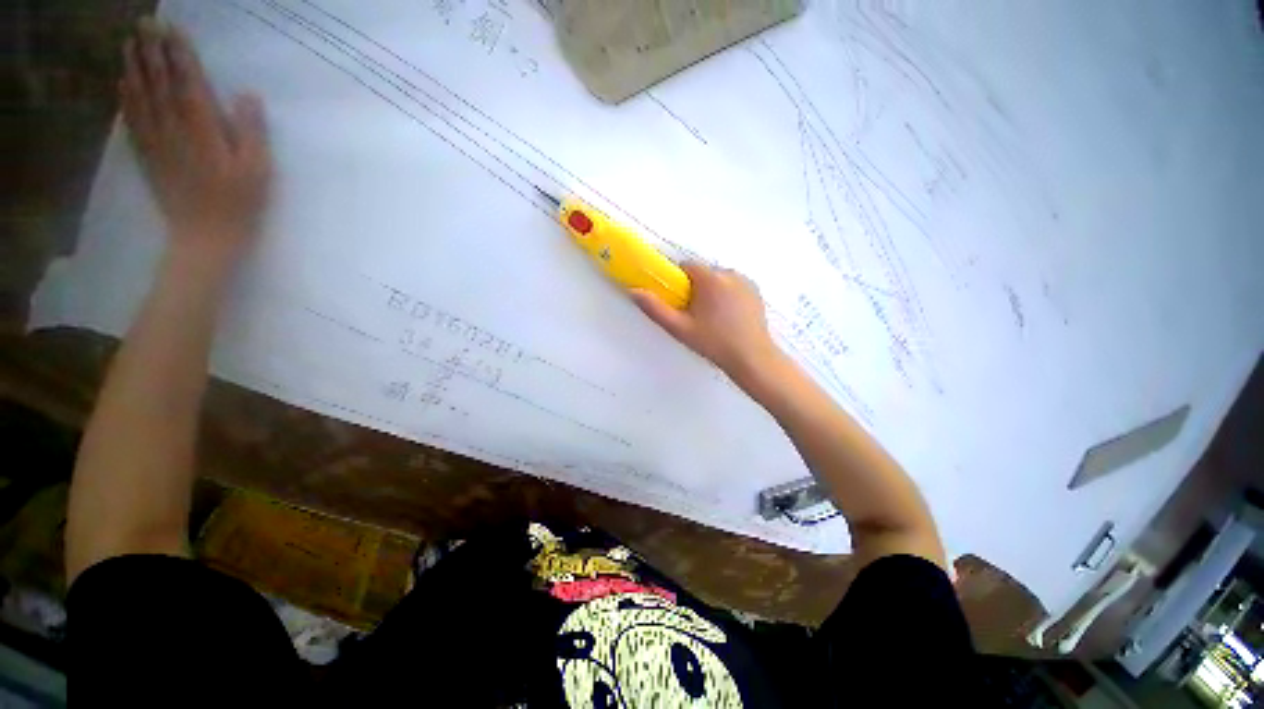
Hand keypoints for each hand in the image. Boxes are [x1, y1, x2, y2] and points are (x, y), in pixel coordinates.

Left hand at [121, 19, 270, 270]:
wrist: (205, 238)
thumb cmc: (239, 205)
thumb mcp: (258, 170)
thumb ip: (251, 132)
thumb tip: (247, 95)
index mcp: (204, 131)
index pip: (188, 83)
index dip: (180, 54)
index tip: (173, 28)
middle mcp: (174, 130)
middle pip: (159, 84)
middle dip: (151, 52)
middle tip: (144, 23)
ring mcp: (157, 143)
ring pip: (141, 98)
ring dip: (134, 68)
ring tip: (129, 43)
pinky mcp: (149, 157)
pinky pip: (133, 123)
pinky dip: (126, 100)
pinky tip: (122, 84)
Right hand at [632, 263, 785, 390]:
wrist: (751, 358)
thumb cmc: (713, 342)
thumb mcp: (680, 328)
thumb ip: (655, 309)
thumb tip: (634, 291)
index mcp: (711, 279)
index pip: (687, 266)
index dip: (679, 281)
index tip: (680, 301)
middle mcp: (730, 273)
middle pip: (704, 273)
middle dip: (696, 289)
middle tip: (696, 315)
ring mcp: (746, 281)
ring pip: (719, 280)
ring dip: (712, 292)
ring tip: (714, 319)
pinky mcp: (756, 291)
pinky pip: (734, 286)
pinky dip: (728, 296)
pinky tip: (729, 318)